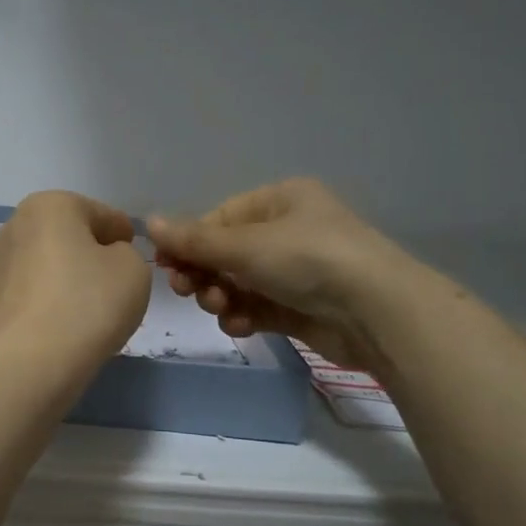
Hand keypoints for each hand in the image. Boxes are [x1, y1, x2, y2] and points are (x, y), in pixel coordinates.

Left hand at [0, 192, 150, 369]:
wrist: (31, 362)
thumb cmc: (89, 303)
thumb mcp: (133, 269)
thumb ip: (126, 254)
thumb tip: (104, 260)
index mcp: (50, 205)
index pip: (100, 215)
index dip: (123, 235)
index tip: (134, 256)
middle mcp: (14, 226)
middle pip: (66, 237)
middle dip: (88, 255)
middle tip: (113, 283)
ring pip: (44, 265)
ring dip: (64, 278)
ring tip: (87, 309)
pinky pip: (29, 294)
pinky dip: (46, 303)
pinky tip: (61, 325)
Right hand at [148, 178, 415, 374]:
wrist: (377, 312)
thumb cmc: (308, 260)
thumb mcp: (244, 245)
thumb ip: (193, 240)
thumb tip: (148, 222)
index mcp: (279, 201)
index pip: (219, 219)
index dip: (190, 243)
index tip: (166, 266)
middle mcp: (288, 231)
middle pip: (226, 253)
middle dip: (204, 274)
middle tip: (186, 291)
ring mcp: (296, 271)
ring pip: (238, 283)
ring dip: (221, 297)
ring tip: (221, 308)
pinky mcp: (301, 307)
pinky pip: (258, 308)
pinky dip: (243, 316)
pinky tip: (240, 325)